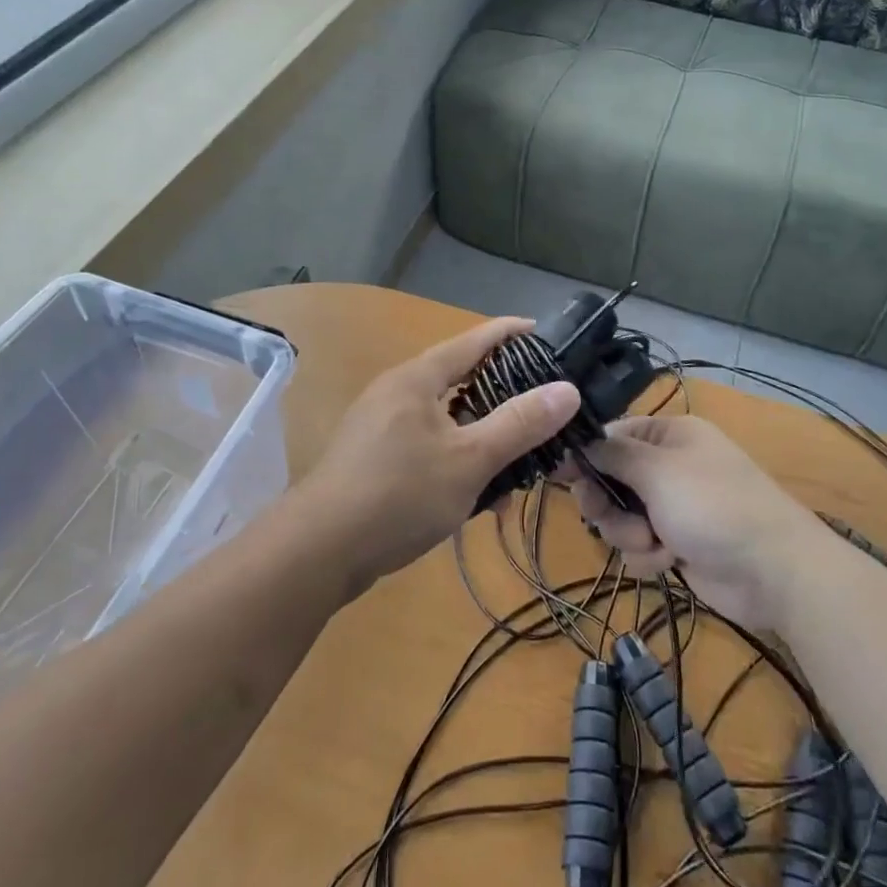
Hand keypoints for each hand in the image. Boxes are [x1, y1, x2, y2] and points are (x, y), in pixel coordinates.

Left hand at [303, 317, 580, 589]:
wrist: (318, 552)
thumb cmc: (398, 495)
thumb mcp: (469, 460)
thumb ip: (519, 425)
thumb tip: (568, 390)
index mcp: (417, 378)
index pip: (474, 341)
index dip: (511, 334)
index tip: (546, 334)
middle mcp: (397, 392)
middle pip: (461, 379)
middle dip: (504, 395)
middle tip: (543, 407)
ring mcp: (381, 426)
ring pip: (447, 419)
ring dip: (482, 437)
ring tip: (518, 463)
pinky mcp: (375, 459)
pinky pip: (429, 445)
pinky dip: (457, 460)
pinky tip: (477, 496)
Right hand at [564, 416, 820, 628]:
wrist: (775, 571)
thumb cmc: (714, 505)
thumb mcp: (658, 471)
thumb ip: (612, 455)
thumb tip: (576, 438)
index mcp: (669, 435)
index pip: (612, 436)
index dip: (585, 456)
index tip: (559, 474)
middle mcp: (669, 466)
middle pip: (611, 479)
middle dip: (609, 503)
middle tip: (607, 516)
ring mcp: (673, 506)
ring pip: (622, 516)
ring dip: (629, 533)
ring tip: (654, 543)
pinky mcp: (678, 542)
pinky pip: (640, 544)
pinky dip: (649, 554)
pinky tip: (670, 560)